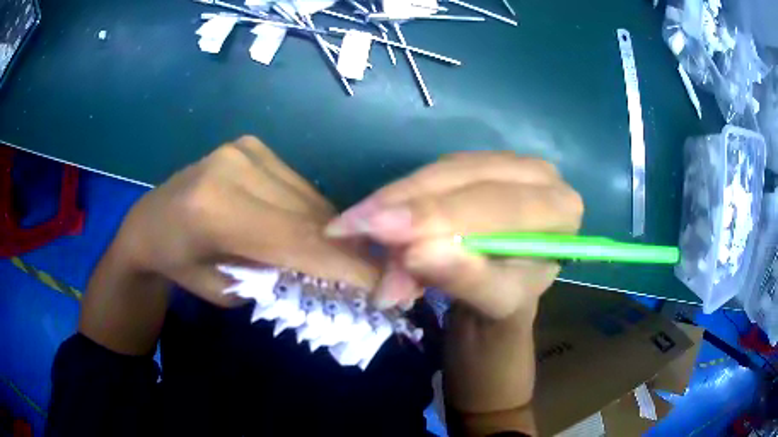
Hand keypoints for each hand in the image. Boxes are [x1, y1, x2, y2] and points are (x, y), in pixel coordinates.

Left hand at [113, 136, 378, 306]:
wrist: (149, 223)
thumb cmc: (179, 267)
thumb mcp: (226, 292)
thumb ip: (277, 280)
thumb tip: (331, 274)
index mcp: (215, 211)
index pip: (295, 239)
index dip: (343, 264)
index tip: (382, 284)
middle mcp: (234, 168)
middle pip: (309, 214)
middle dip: (347, 248)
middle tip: (374, 273)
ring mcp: (244, 150)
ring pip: (308, 197)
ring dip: (332, 230)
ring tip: (348, 256)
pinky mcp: (251, 146)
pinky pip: (297, 185)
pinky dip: (313, 212)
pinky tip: (315, 231)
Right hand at [324, 151, 583, 318]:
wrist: (503, 294)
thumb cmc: (507, 304)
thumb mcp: (494, 302)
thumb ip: (465, 278)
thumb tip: (417, 252)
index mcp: (560, 209)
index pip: (499, 206)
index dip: (437, 217)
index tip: (380, 231)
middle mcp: (539, 175)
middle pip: (465, 178)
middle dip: (406, 204)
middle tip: (350, 227)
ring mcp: (506, 164)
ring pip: (441, 171)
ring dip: (394, 200)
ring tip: (353, 228)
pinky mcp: (476, 165)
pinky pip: (432, 172)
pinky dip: (399, 196)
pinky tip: (374, 215)